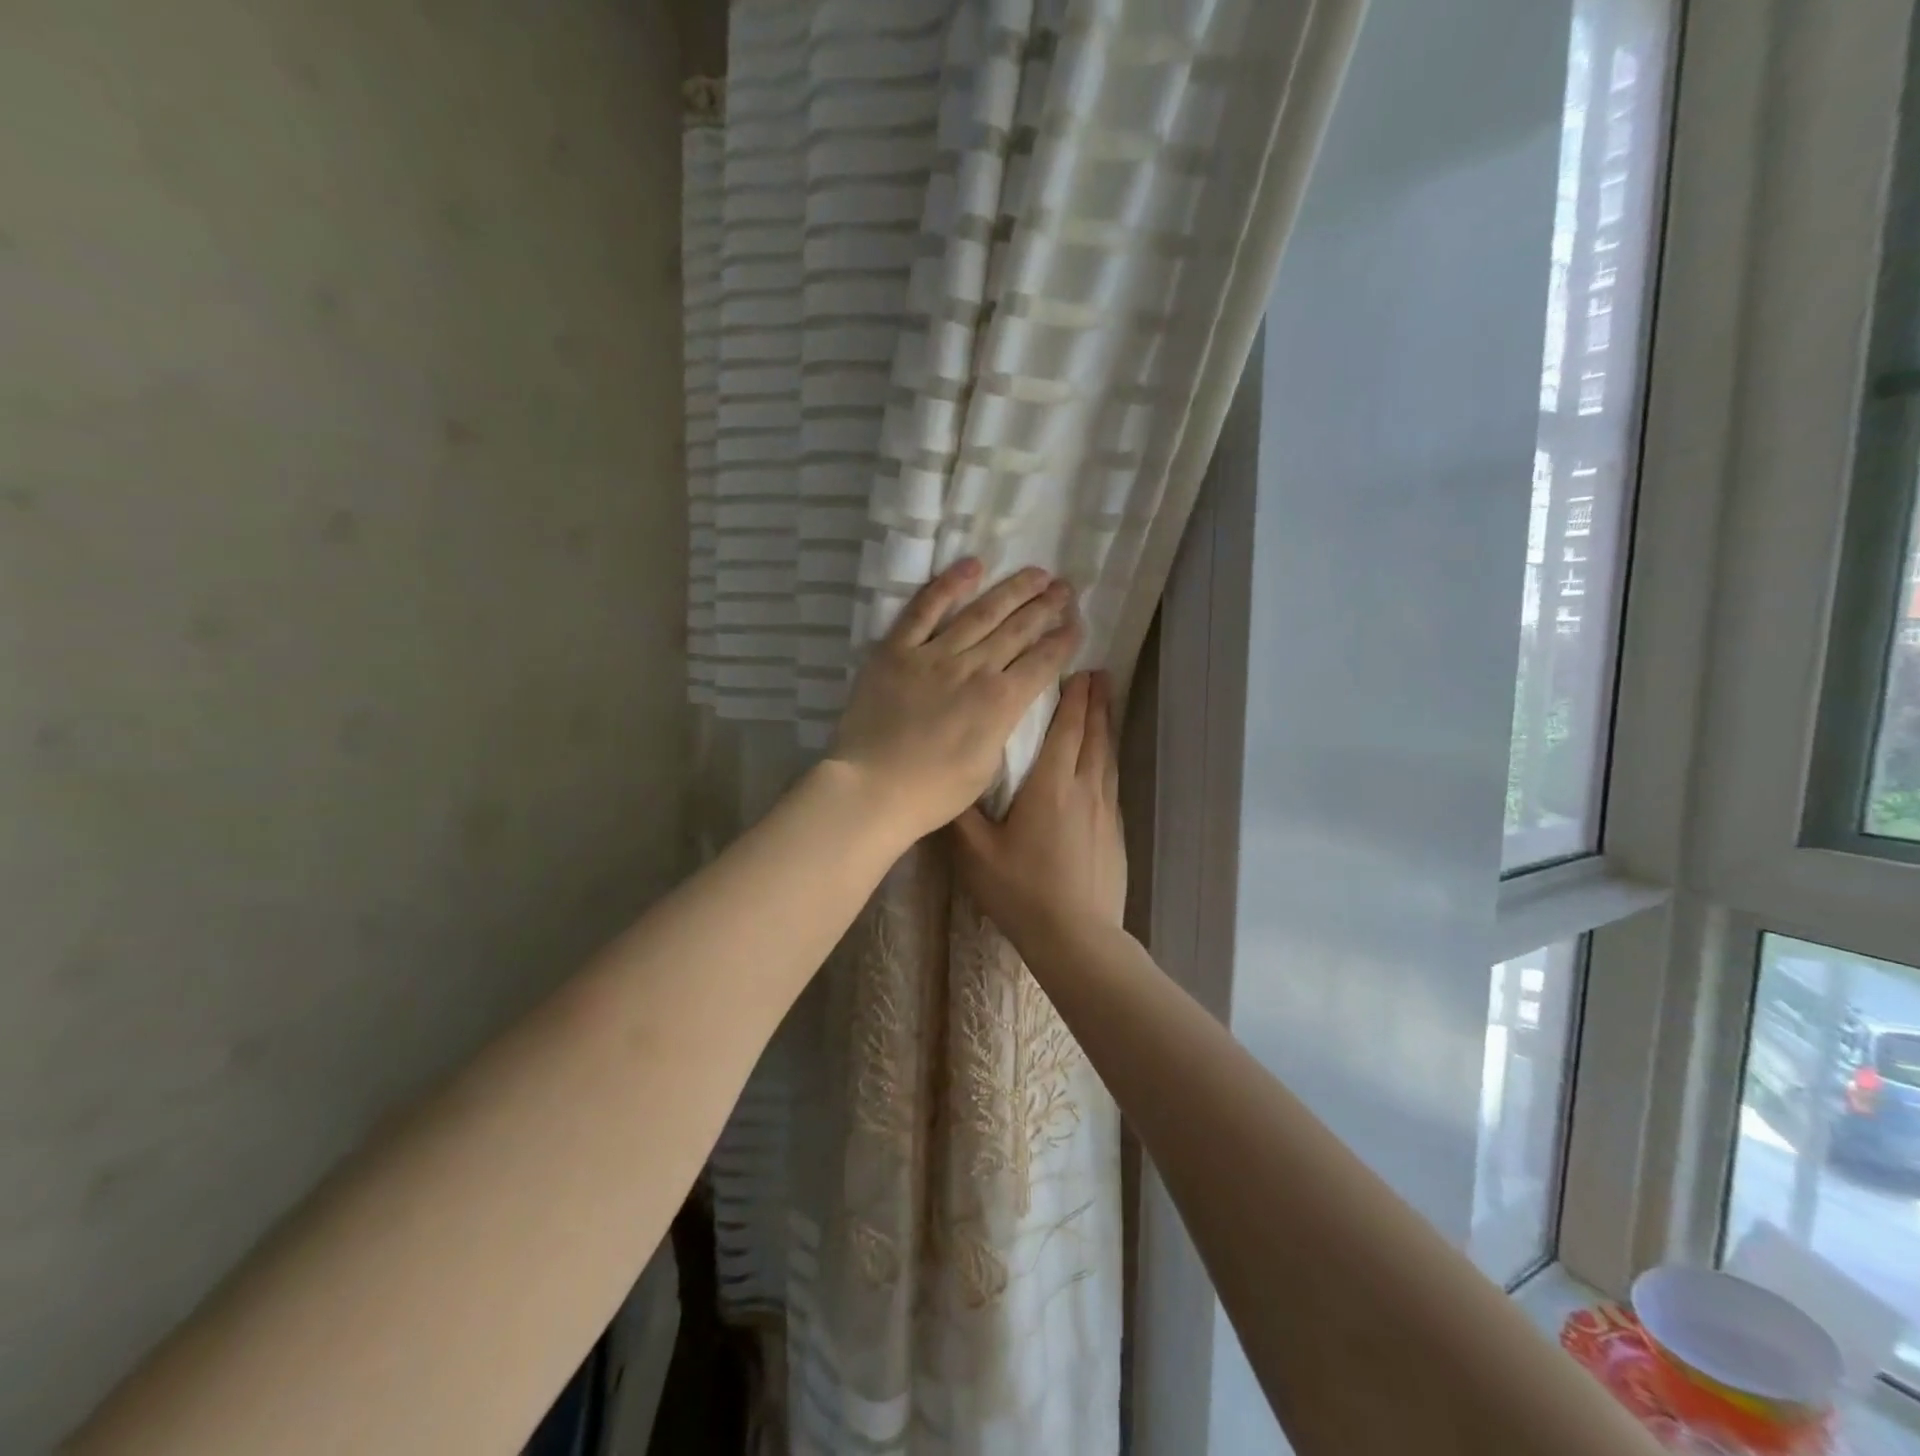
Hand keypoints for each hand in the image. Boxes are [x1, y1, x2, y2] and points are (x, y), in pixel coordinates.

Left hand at [828, 558, 1081, 843]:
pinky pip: (924, 610)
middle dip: (1046, 607)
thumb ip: (1001, 725)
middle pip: (1018, 630)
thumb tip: (1006, 699)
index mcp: (1001, 702)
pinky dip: (948, 585)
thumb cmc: (934, 791)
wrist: (873, 788)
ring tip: (1036, 573)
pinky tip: (972, 566)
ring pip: (981, 613)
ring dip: (1012, 590)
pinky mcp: (896, 650)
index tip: (1077, 624)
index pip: (1043, 662)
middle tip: (1065, 588)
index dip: (1064, 641)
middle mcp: (974, 669)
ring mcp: (934, 655)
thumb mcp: (988, 766)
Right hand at [953, 671, 1125, 946]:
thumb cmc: (1021, 890)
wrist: (1077, 936)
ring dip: (1106, 726)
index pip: (1066, 730)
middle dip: (1095, 702)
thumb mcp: (976, 853)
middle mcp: (1083, 789)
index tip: (1079, 669)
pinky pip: (1112, 781)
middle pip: (1093, 735)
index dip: (1073, 698)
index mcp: (1050, 787)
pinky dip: (1109, 758)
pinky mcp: (1115, 831)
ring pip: (1107, 756)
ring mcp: (1105, 811)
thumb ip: (960, 813)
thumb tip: (948, 778)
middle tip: (1098, 674)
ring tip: (1106, 703)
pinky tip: (1105, 761)